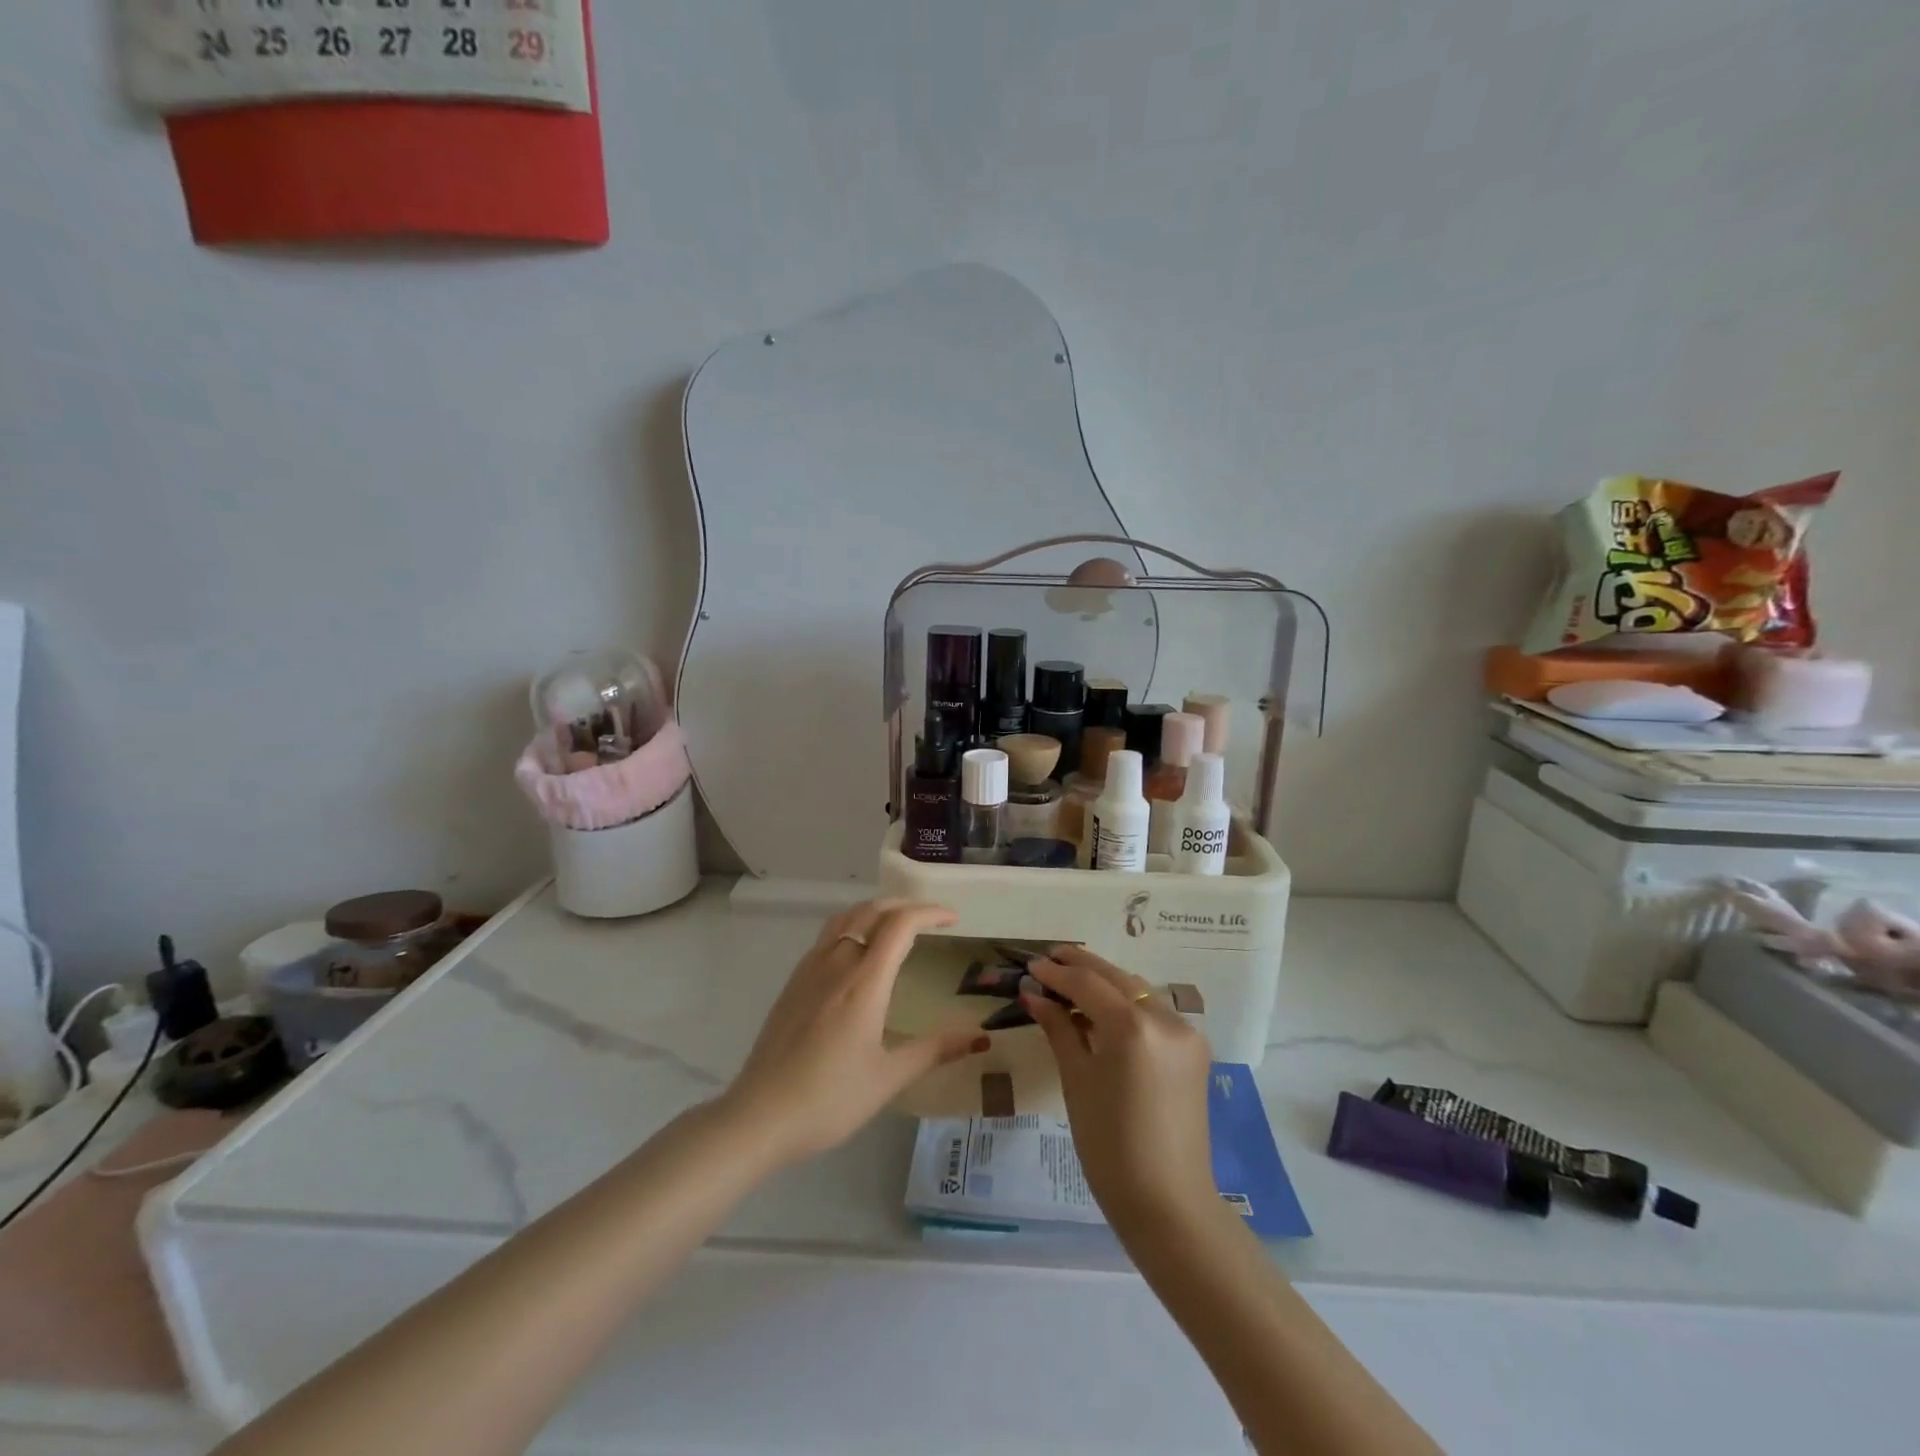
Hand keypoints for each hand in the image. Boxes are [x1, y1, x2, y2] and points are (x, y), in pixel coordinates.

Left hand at [720, 899, 989, 1166]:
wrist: (760, 1115)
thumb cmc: (830, 1099)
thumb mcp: (889, 1078)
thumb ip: (934, 1051)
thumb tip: (980, 1039)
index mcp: (864, 981)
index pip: (900, 924)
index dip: (930, 912)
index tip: (954, 918)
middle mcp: (837, 962)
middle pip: (872, 910)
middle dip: (905, 905)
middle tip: (931, 918)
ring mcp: (810, 969)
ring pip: (845, 917)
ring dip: (875, 910)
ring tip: (896, 924)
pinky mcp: (793, 982)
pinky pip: (827, 935)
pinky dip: (852, 924)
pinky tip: (857, 951)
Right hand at [1023, 946, 1216, 1230]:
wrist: (1167, 1202)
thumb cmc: (1109, 1146)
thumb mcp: (1077, 1081)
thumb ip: (1059, 1028)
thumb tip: (1034, 994)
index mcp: (1133, 1027)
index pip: (1087, 984)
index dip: (1056, 973)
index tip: (1031, 966)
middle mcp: (1165, 1018)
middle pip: (1117, 978)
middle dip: (1081, 966)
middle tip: (1049, 959)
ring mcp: (1185, 1032)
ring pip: (1138, 990)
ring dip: (1105, 981)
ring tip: (1071, 980)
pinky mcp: (1194, 1048)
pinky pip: (1154, 1011)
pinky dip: (1127, 1003)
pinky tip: (1103, 1009)